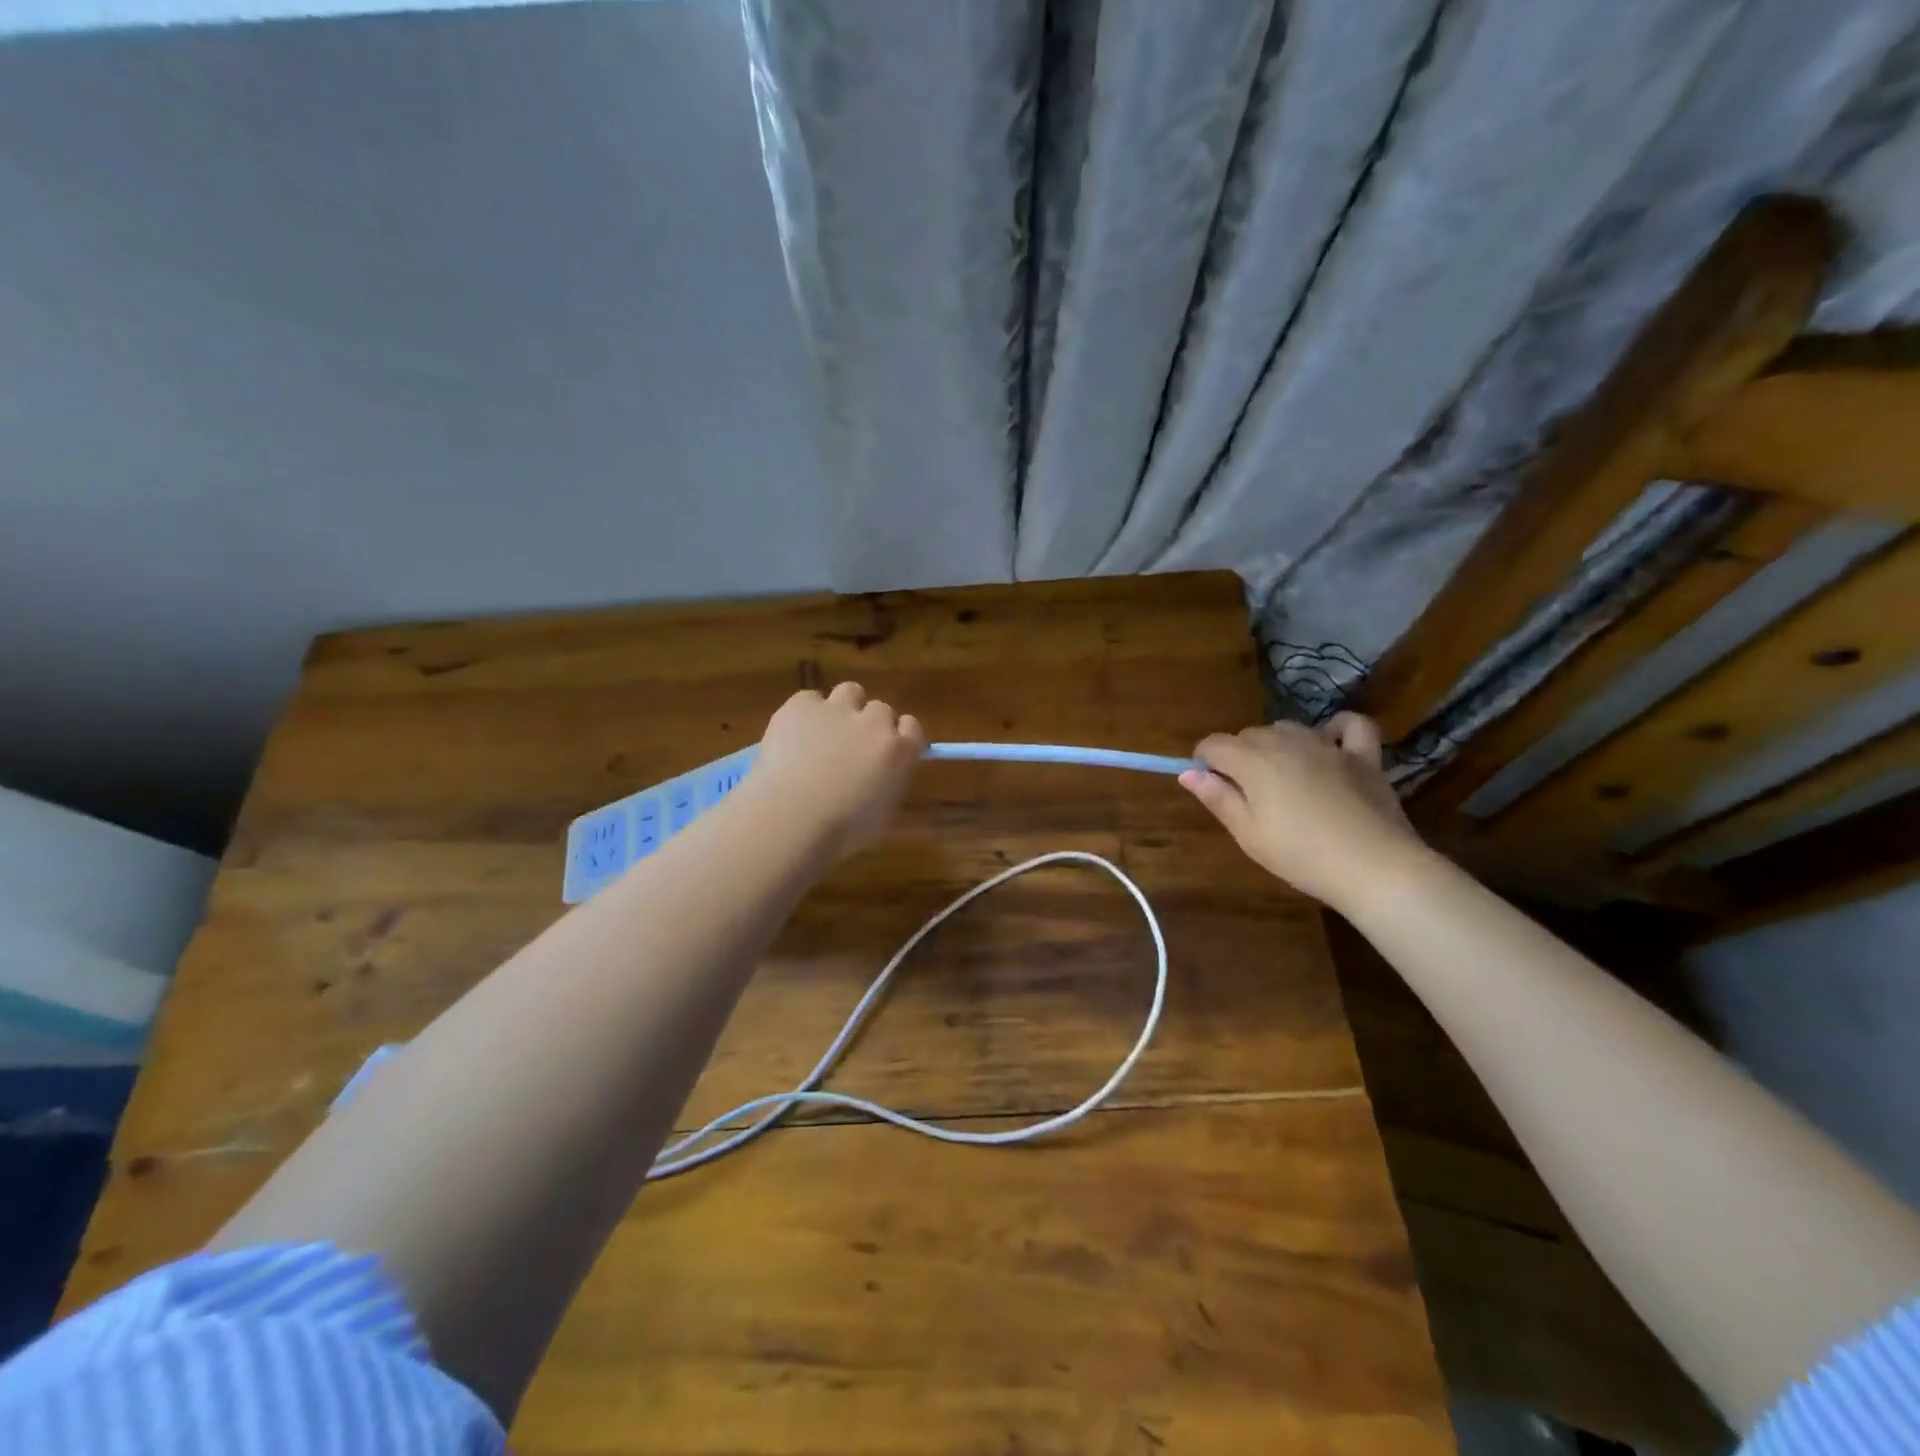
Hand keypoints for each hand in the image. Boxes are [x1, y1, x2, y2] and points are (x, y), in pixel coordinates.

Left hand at [750, 683, 925, 856]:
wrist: (792, 817)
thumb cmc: (841, 830)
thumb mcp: (882, 813)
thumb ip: (888, 783)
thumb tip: (882, 774)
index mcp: (900, 751)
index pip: (912, 727)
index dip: (898, 736)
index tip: (887, 750)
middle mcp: (875, 722)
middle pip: (880, 709)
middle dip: (869, 724)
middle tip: (850, 747)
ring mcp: (838, 709)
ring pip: (850, 692)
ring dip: (843, 708)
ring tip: (824, 733)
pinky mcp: (802, 705)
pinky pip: (810, 699)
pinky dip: (805, 713)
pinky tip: (794, 736)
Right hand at [1179, 713, 1432, 911]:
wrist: (1373, 867)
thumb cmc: (1301, 855)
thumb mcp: (1248, 834)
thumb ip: (1217, 798)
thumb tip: (1187, 773)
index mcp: (1253, 761)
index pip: (1213, 744)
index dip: (1204, 762)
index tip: (1210, 786)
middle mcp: (1286, 741)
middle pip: (1249, 735)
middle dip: (1239, 756)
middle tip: (1247, 795)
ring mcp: (1327, 745)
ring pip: (1289, 728)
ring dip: (1277, 745)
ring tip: (1283, 779)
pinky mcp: (1363, 756)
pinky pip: (1350, 726)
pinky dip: (1337, 728)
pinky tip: (1330, 743)